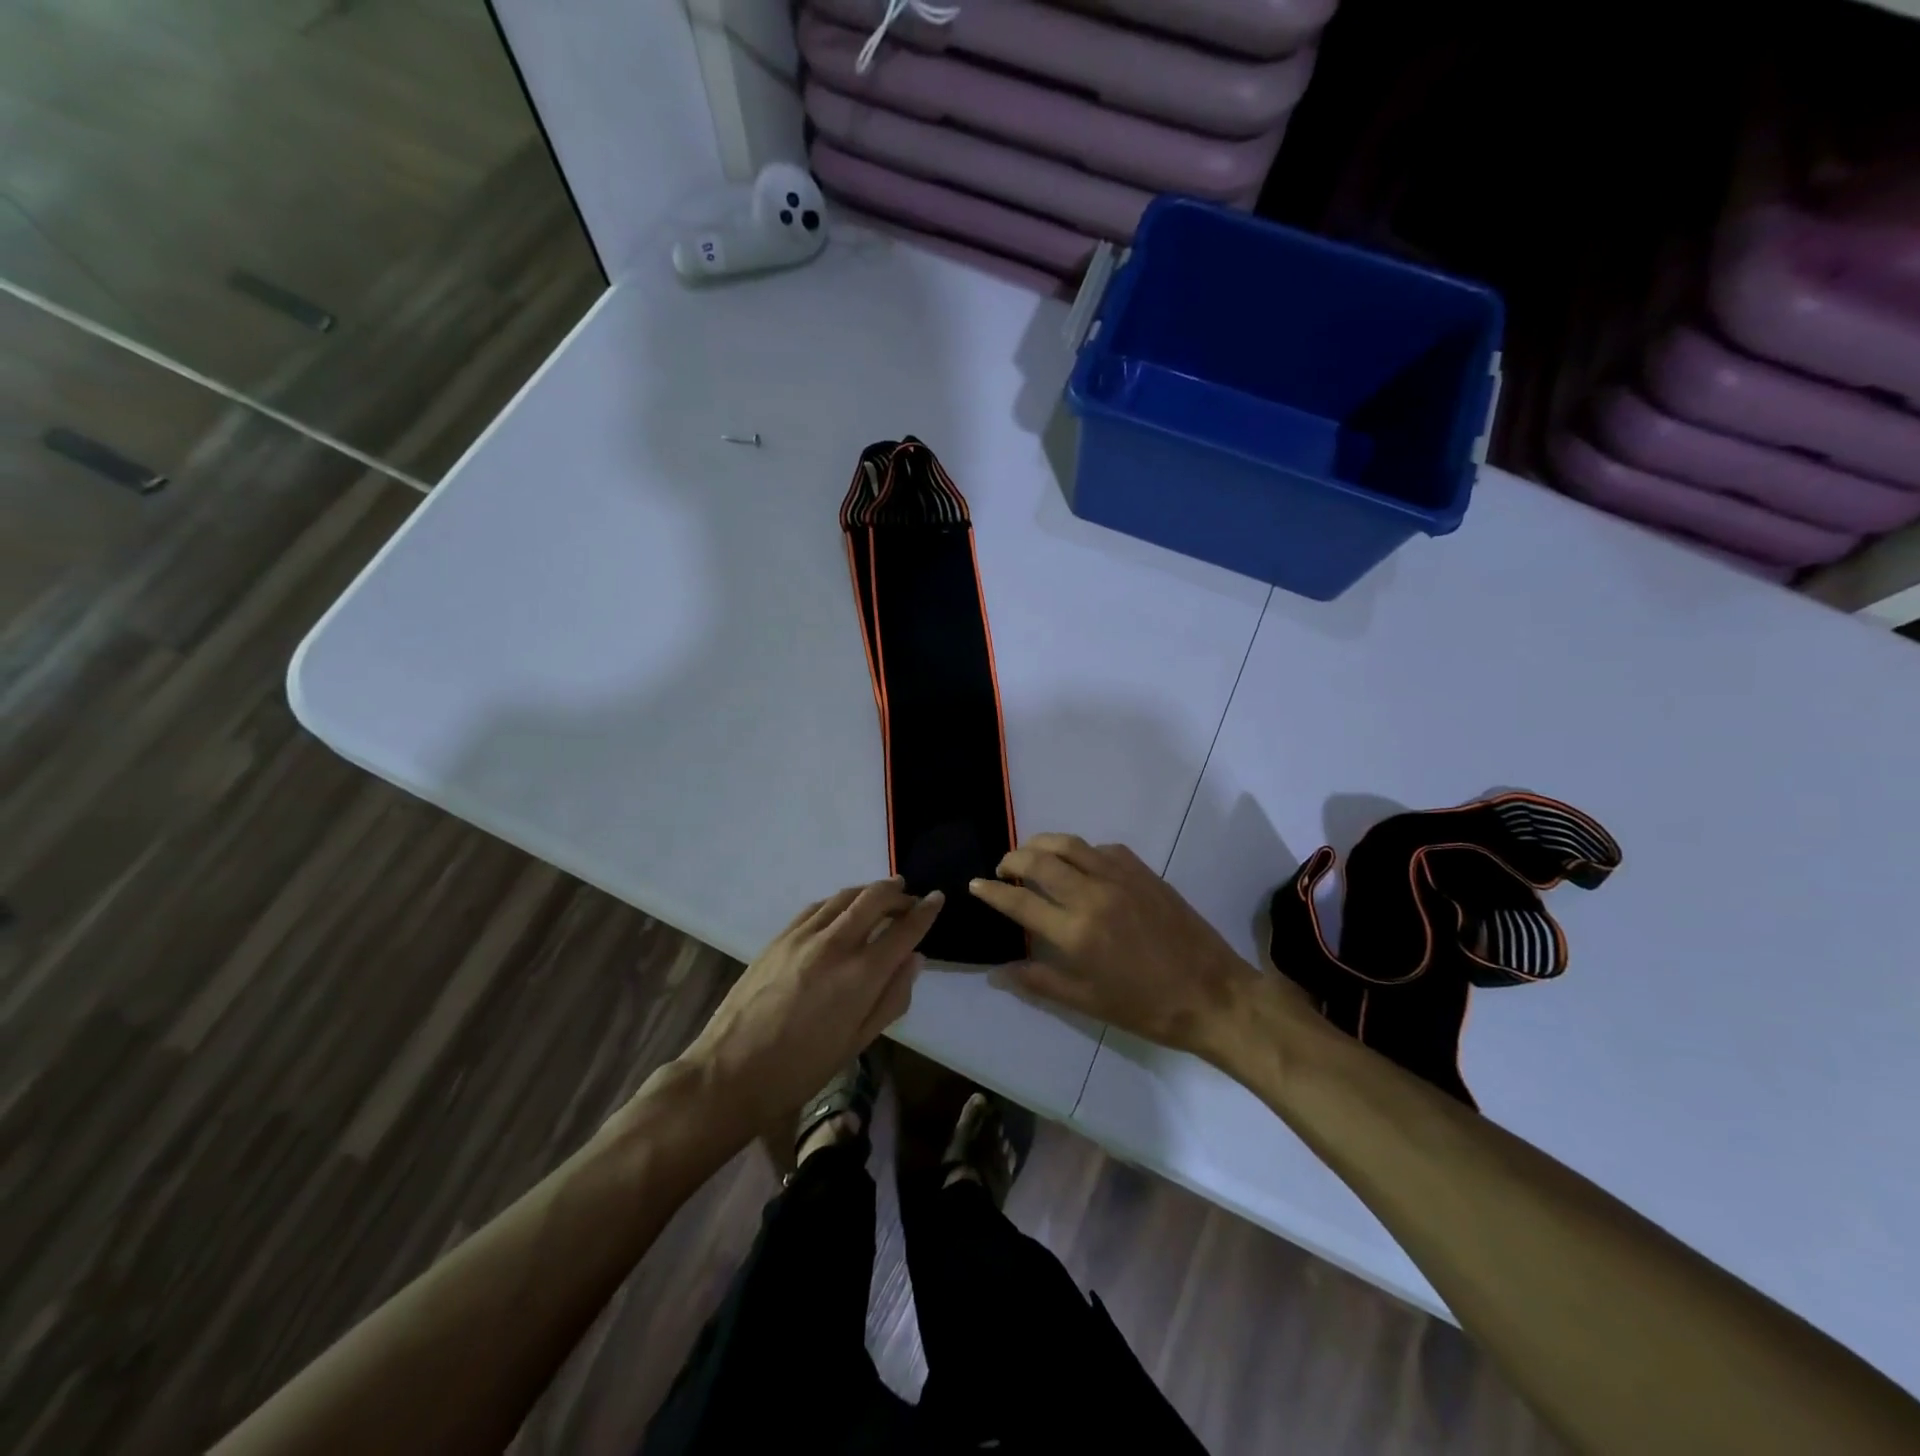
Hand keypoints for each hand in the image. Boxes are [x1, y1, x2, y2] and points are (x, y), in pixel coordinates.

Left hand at [676, 878, 940, 1143]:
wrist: (730, 1073)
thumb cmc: (801, 1069)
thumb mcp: (857, 1042)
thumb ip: (891, 997)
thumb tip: (915, 959)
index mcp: (860, 975)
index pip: (904, 930)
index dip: (925, 911)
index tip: (938, 898)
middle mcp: (835, 945)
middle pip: (874, 899)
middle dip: (898, 893)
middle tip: (910, 897)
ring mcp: (803, 936)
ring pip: (844, 896)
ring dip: (869, 891)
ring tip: (882, 894)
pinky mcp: (779, 937)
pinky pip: (817, 907)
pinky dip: (838, 902)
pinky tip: (842, 910)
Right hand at [969, 834, 1270, 1057]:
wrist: (1212, 994)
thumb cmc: (1146, 1008)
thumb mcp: (1087, 1002)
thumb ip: (1039, 981)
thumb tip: (998, 971)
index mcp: (1075, 932)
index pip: (1019, 900)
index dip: (992, 891)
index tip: (975, 885)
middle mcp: (1092, 895)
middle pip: (1039, 860)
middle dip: (1012, 859)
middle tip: (1002, 869)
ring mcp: (1120, 877)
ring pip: (1069, 844)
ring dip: (1042, 844)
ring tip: (1031, 856)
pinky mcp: (1143, 871)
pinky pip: (1101, 849)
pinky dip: (1080, 852)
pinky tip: (1079, 866)